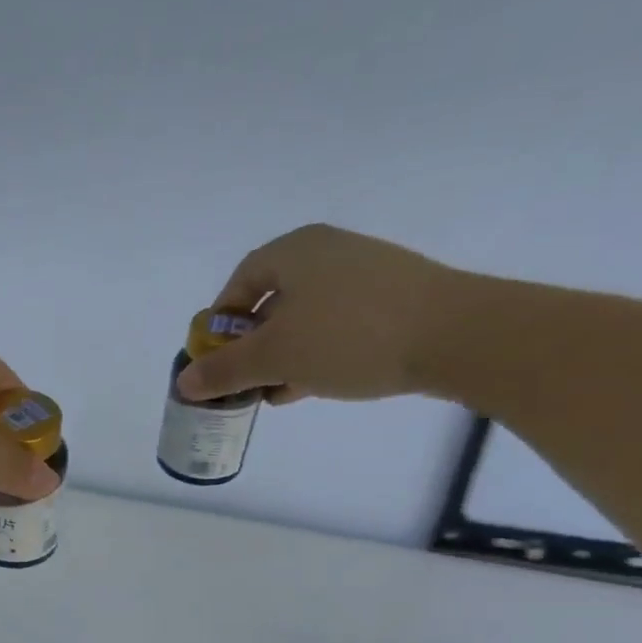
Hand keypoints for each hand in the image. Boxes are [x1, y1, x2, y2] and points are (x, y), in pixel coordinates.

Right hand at [178, 225, 467, 403]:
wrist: (457, 336)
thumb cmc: (349, 336)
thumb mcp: (275, 356)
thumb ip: (224, 370)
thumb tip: (184, 383)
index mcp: (295, 251)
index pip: (241, 280)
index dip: (220, 320)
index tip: (216, 356)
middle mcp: (328, 253)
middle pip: (272, 299)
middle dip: (252, 344)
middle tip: (245, 379)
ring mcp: (365, 274)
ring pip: (306, 317)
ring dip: (283, 355)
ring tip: (276, 391)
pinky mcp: (393, 300)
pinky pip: (338, 325)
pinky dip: (317, 353)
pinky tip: (313, 385)